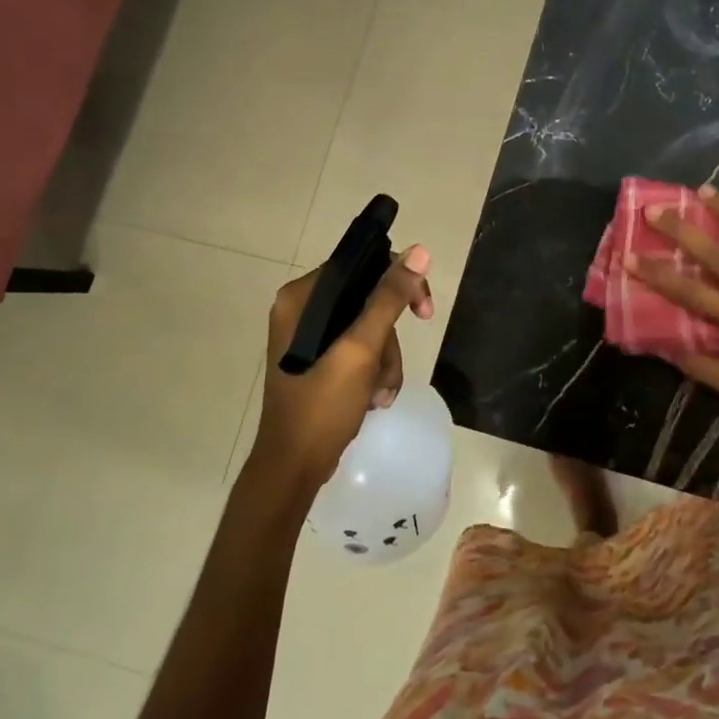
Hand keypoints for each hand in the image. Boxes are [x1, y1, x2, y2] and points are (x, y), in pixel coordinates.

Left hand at [257, 245, 433, 480]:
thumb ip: (389, 299)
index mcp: (302, 297)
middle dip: (389, 339)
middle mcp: (303, 310)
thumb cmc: (322, 405)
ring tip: (378, 393)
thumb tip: (419, 251)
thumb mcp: (361, 349)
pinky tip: (372, 399)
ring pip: (370, 329)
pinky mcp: (319, 361)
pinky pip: (360, 351)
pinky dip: (374, 373)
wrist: (294, 467)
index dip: (398, 283)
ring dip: (385, 362)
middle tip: (393, 367)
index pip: (361, 265)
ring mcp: (310, 337)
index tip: (423, 312)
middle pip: (369, 299)